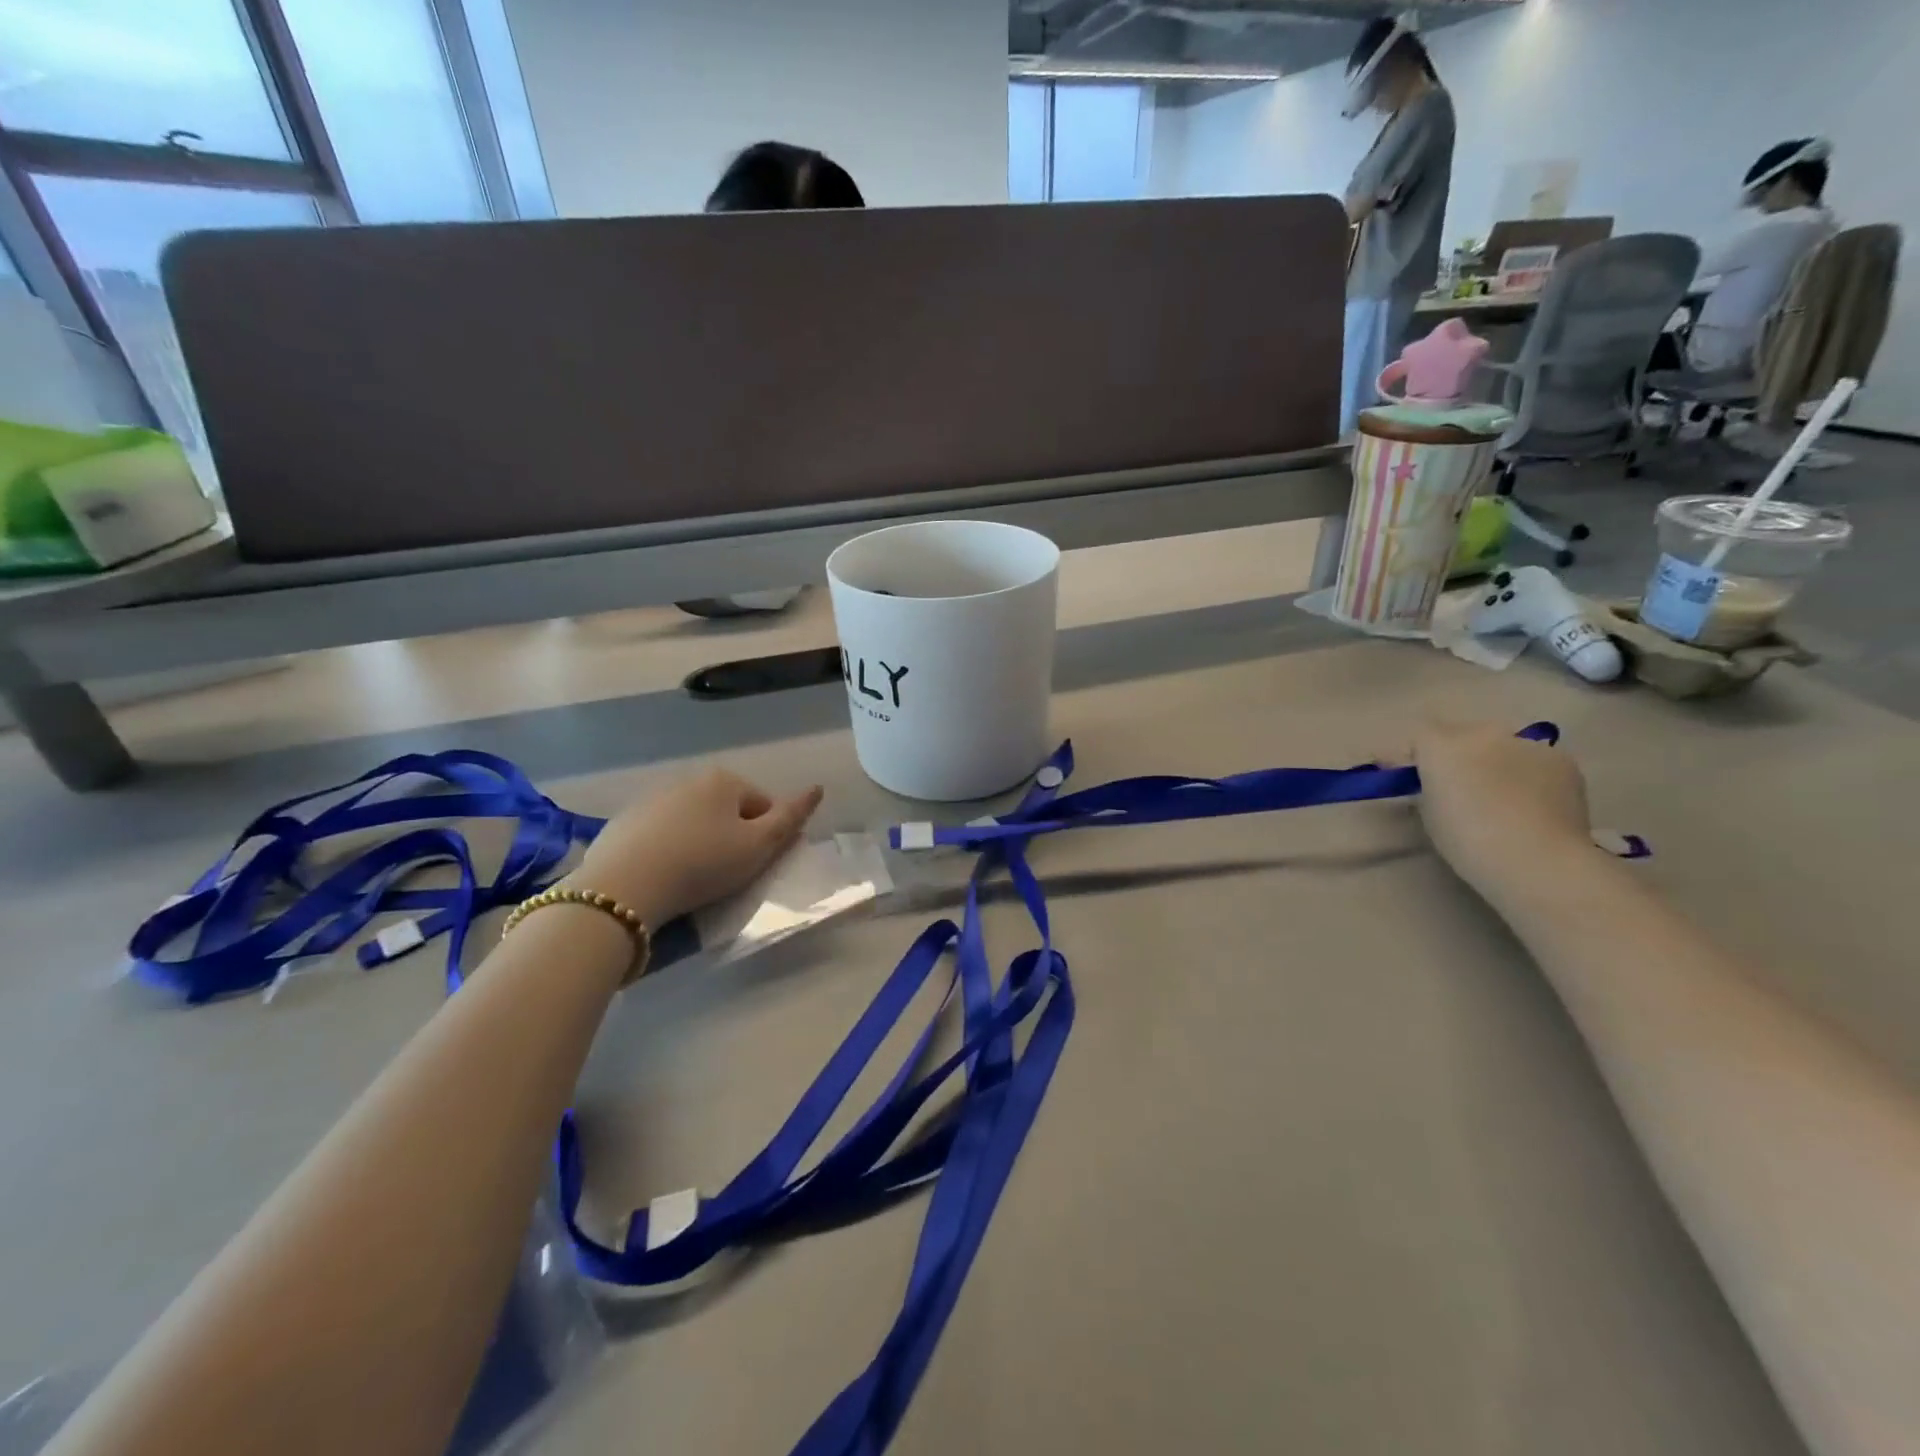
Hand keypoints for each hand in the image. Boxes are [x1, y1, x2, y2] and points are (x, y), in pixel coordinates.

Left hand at [571, 769, 823, 927]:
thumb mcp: (759, 847)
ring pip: (692, 822)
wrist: (623, 888)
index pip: (763, 805)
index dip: (767, 837)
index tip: (755, 866)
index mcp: (724, 780)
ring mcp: (651, 799)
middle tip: (726, 875)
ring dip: (699, 843)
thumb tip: (817, 788)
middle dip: (731, 837)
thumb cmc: (703, 864)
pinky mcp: (623, 823)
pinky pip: (659, 835)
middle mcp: (688, 779)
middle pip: (726, 811)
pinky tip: (662, 876)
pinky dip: (667, 850)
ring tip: (692, 879)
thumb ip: (791, 817)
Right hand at [1413, 721, 1592, 897]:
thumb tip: (1432, 781)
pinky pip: (1533, 760)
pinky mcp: (1562, 760)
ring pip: (1500, 746)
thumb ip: (1427, 786)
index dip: (1410, 754)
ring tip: (1498, 794)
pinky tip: (1530, 801)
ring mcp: (1526, 744)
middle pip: (1461, 734)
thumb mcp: (1429, 812)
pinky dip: (1526, 774)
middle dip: (1454, 753)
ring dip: (1493, 761)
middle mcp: (1483, 733)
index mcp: (1442, 745)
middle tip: (1455, 784)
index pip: (1417, 737)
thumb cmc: (1467, 840)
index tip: (1403, 774)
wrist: (1538, 860)